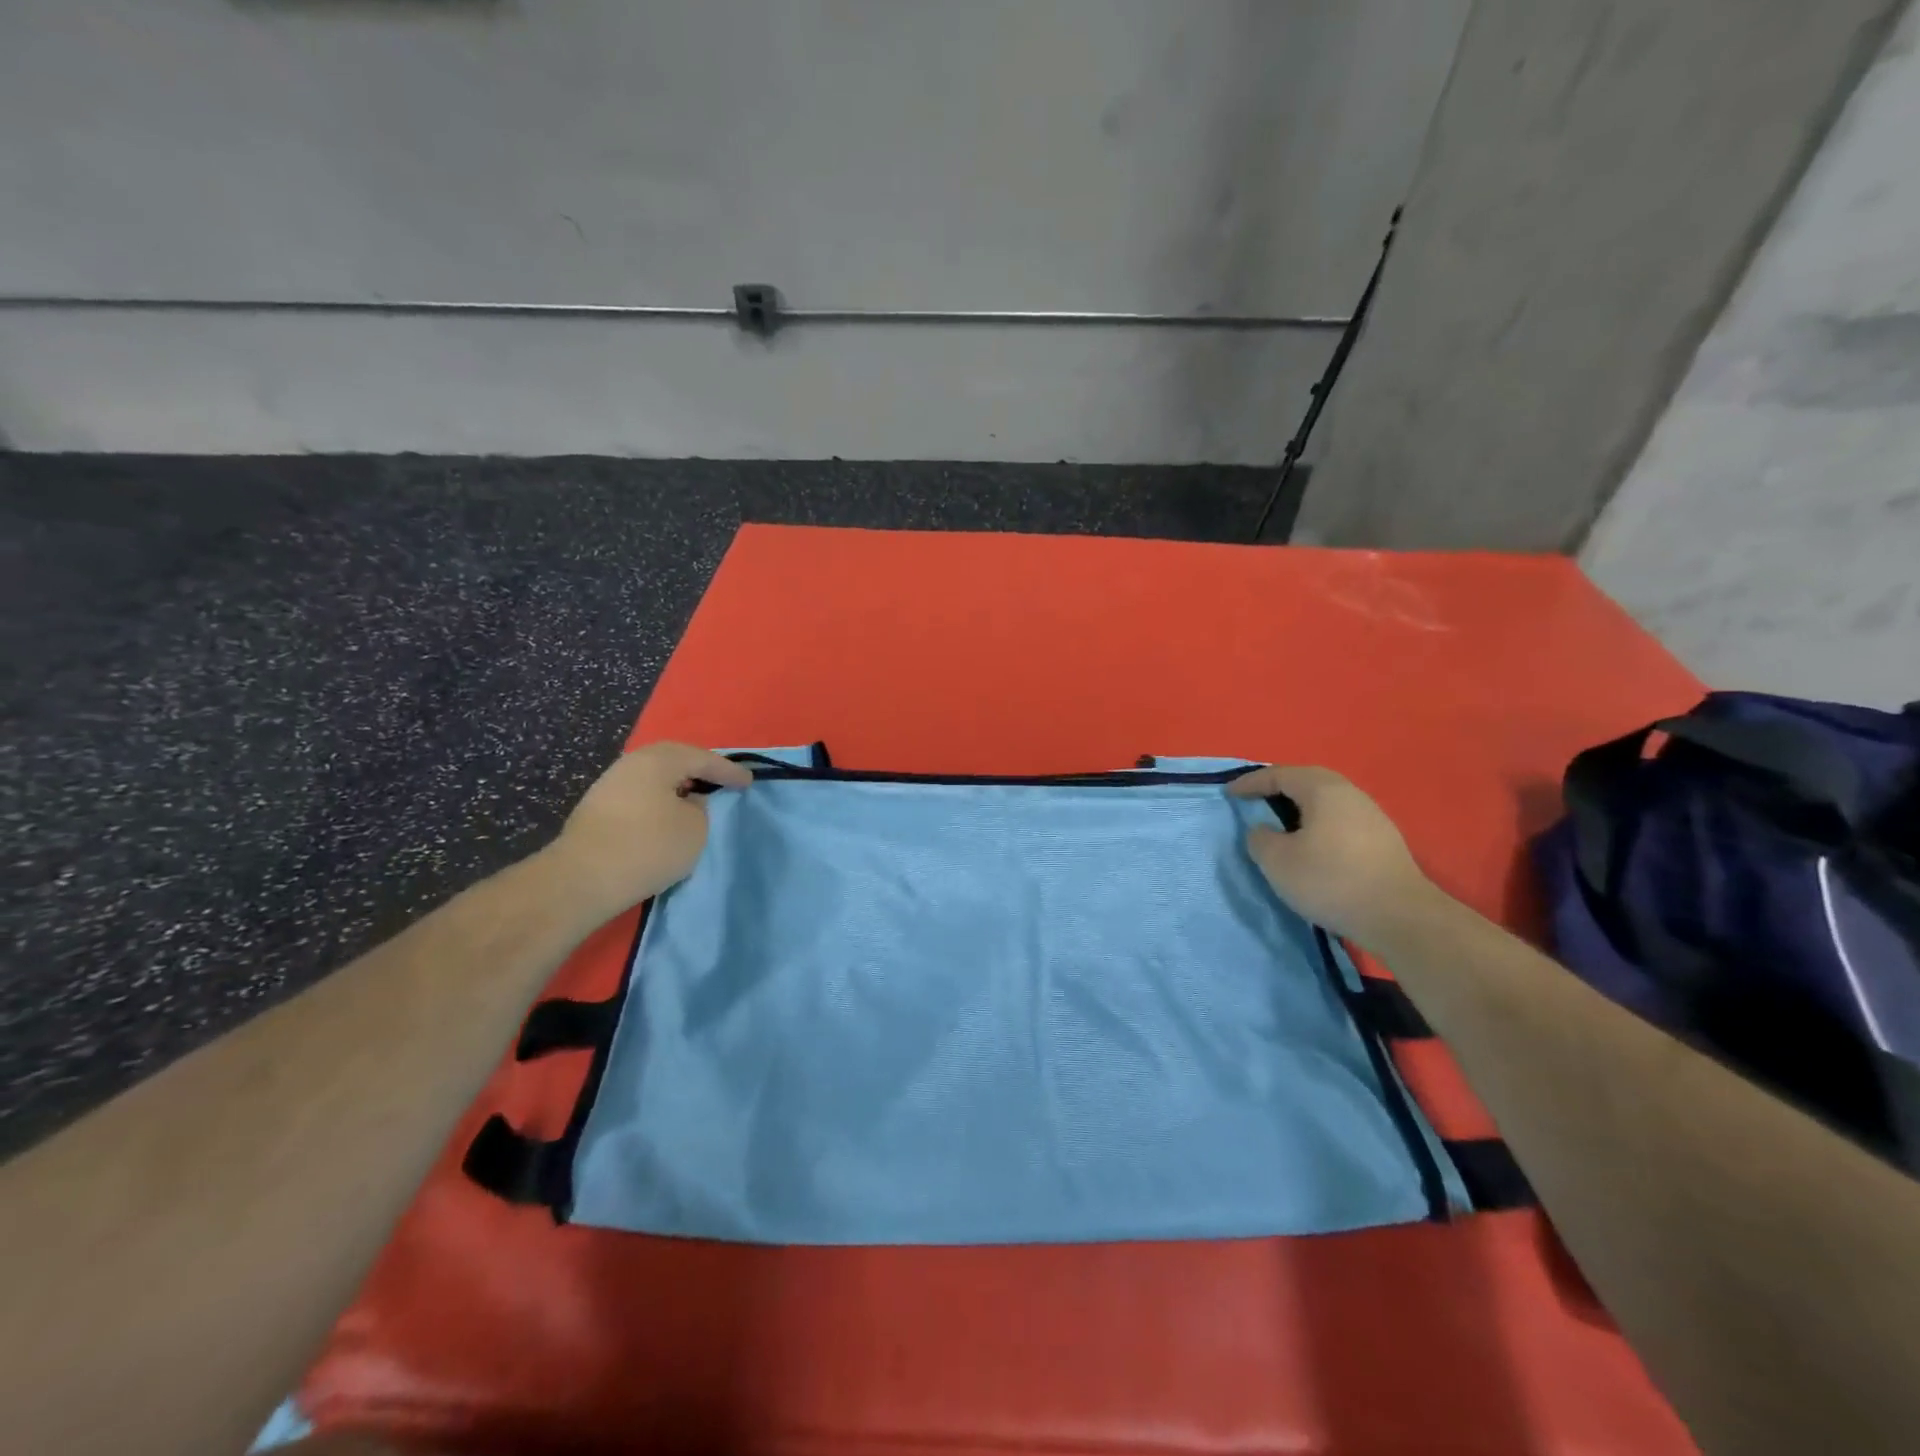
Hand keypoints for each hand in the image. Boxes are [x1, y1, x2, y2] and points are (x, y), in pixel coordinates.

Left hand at [545, 742, 751, 920]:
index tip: (749, 782)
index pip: (703, 759)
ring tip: (695, 799)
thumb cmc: (648, 847)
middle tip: (721, 782)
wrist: (582, 879)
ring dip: (676, 786)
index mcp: (659, 760)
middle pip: (674, 760)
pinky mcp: (596, 809)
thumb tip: (688, 802)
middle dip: (699, 770)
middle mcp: (632, 763)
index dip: (729, 772)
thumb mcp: (695, 828)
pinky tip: (666, 815)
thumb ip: (700, 808)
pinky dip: (658, 800)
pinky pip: (639, 794)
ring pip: (653, 777)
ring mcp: (609, 784)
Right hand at [1228, 765, 1442, 947]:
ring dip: (1299, 807)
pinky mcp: (1383, 840)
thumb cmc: (1330, 881)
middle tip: (1254, 800)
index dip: (1250, 783)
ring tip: (1279, 822)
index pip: (1279, 775)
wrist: (1400, 917)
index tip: (1229, 794)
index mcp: (1323, 790)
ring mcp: (1372, 816)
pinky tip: (1310, 843)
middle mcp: (1350, 794)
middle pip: (1307, 781)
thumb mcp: (1277, 861)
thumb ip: (1260, 838)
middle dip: (1277, 788)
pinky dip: (1317, 823)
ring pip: (1326, 801)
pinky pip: (1339, 819)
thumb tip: (1264, 830)